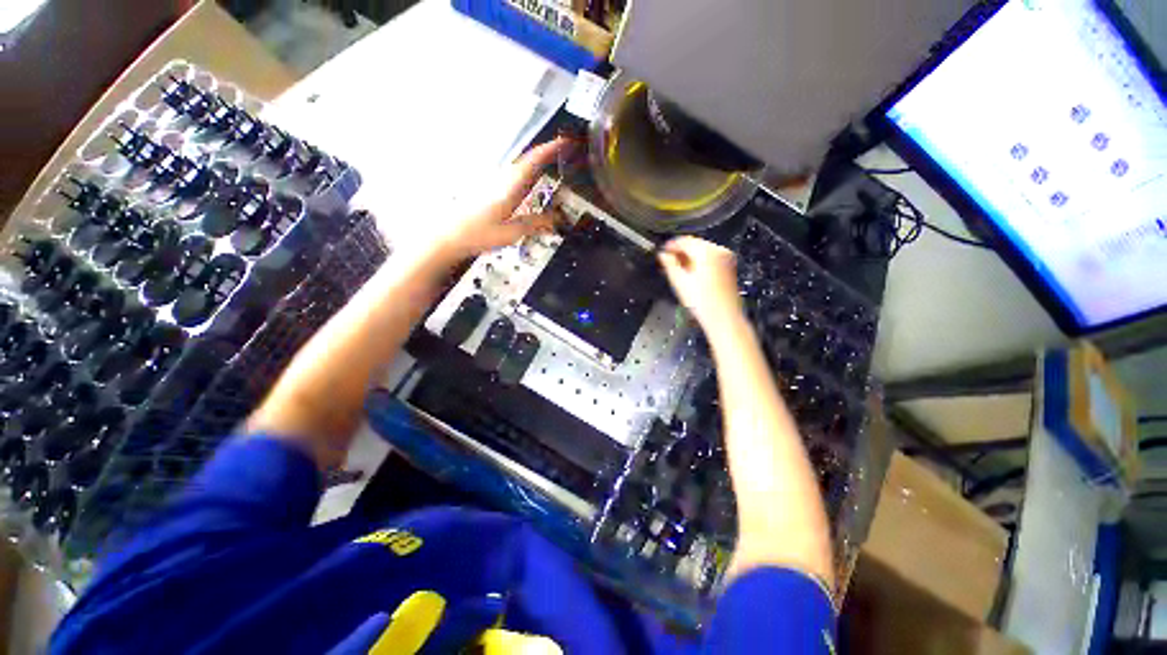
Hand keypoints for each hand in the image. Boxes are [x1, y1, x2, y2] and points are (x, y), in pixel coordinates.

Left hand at [425, 138, 570, 267]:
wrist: (447, 236)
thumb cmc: (478, 234)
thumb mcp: (511, 233)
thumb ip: (534, 224)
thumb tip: (556, 219)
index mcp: (509, 186)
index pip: (533, 160)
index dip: (550, 149)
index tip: (566, 141)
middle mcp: (501, 179)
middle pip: (526, 160)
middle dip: (546, 154)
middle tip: (565, 154)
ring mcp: (493, 183)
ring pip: (519, 168)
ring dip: (536, 164)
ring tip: (553, 168)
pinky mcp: (488, 190)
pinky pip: (512, 177)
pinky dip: (526, 176)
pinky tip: (530, 186)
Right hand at [658, 237, 744, 328]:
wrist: (723, 318)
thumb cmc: (702, 303)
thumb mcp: (680, 282)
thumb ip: (669, 265)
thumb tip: (663, 255)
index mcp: (707, 252)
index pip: (685, 240)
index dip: (671, 245)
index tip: (663, 251)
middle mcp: (719, 251)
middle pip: (695, 244)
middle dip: (680, 251)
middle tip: (668, 261)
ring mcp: (726, 258)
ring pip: (702, 250)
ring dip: (689, 257)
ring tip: (677, 268)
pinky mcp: (729, 266)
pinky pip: (710, 257)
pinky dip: (699, 261)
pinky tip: (691, 272)